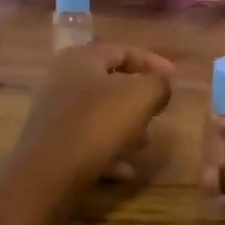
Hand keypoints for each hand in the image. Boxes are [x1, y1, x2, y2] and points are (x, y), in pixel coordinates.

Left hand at [13, 43, 174, 196]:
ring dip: (126, 127)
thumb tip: (161, 85)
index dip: (153, 62)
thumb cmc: (98, 124)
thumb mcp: (142, 96)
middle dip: (139, 99)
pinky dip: (108, 150)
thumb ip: (159, 84)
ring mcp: (53, 111)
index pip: (124, 50)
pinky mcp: (50, 141)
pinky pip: (86, 139)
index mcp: (82, 58)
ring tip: (145, 144)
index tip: (175, 79)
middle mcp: (62, 79)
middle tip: (160, 111)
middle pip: (110, 82)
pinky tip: (126, 170)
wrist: (48, 173)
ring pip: (99, 113)